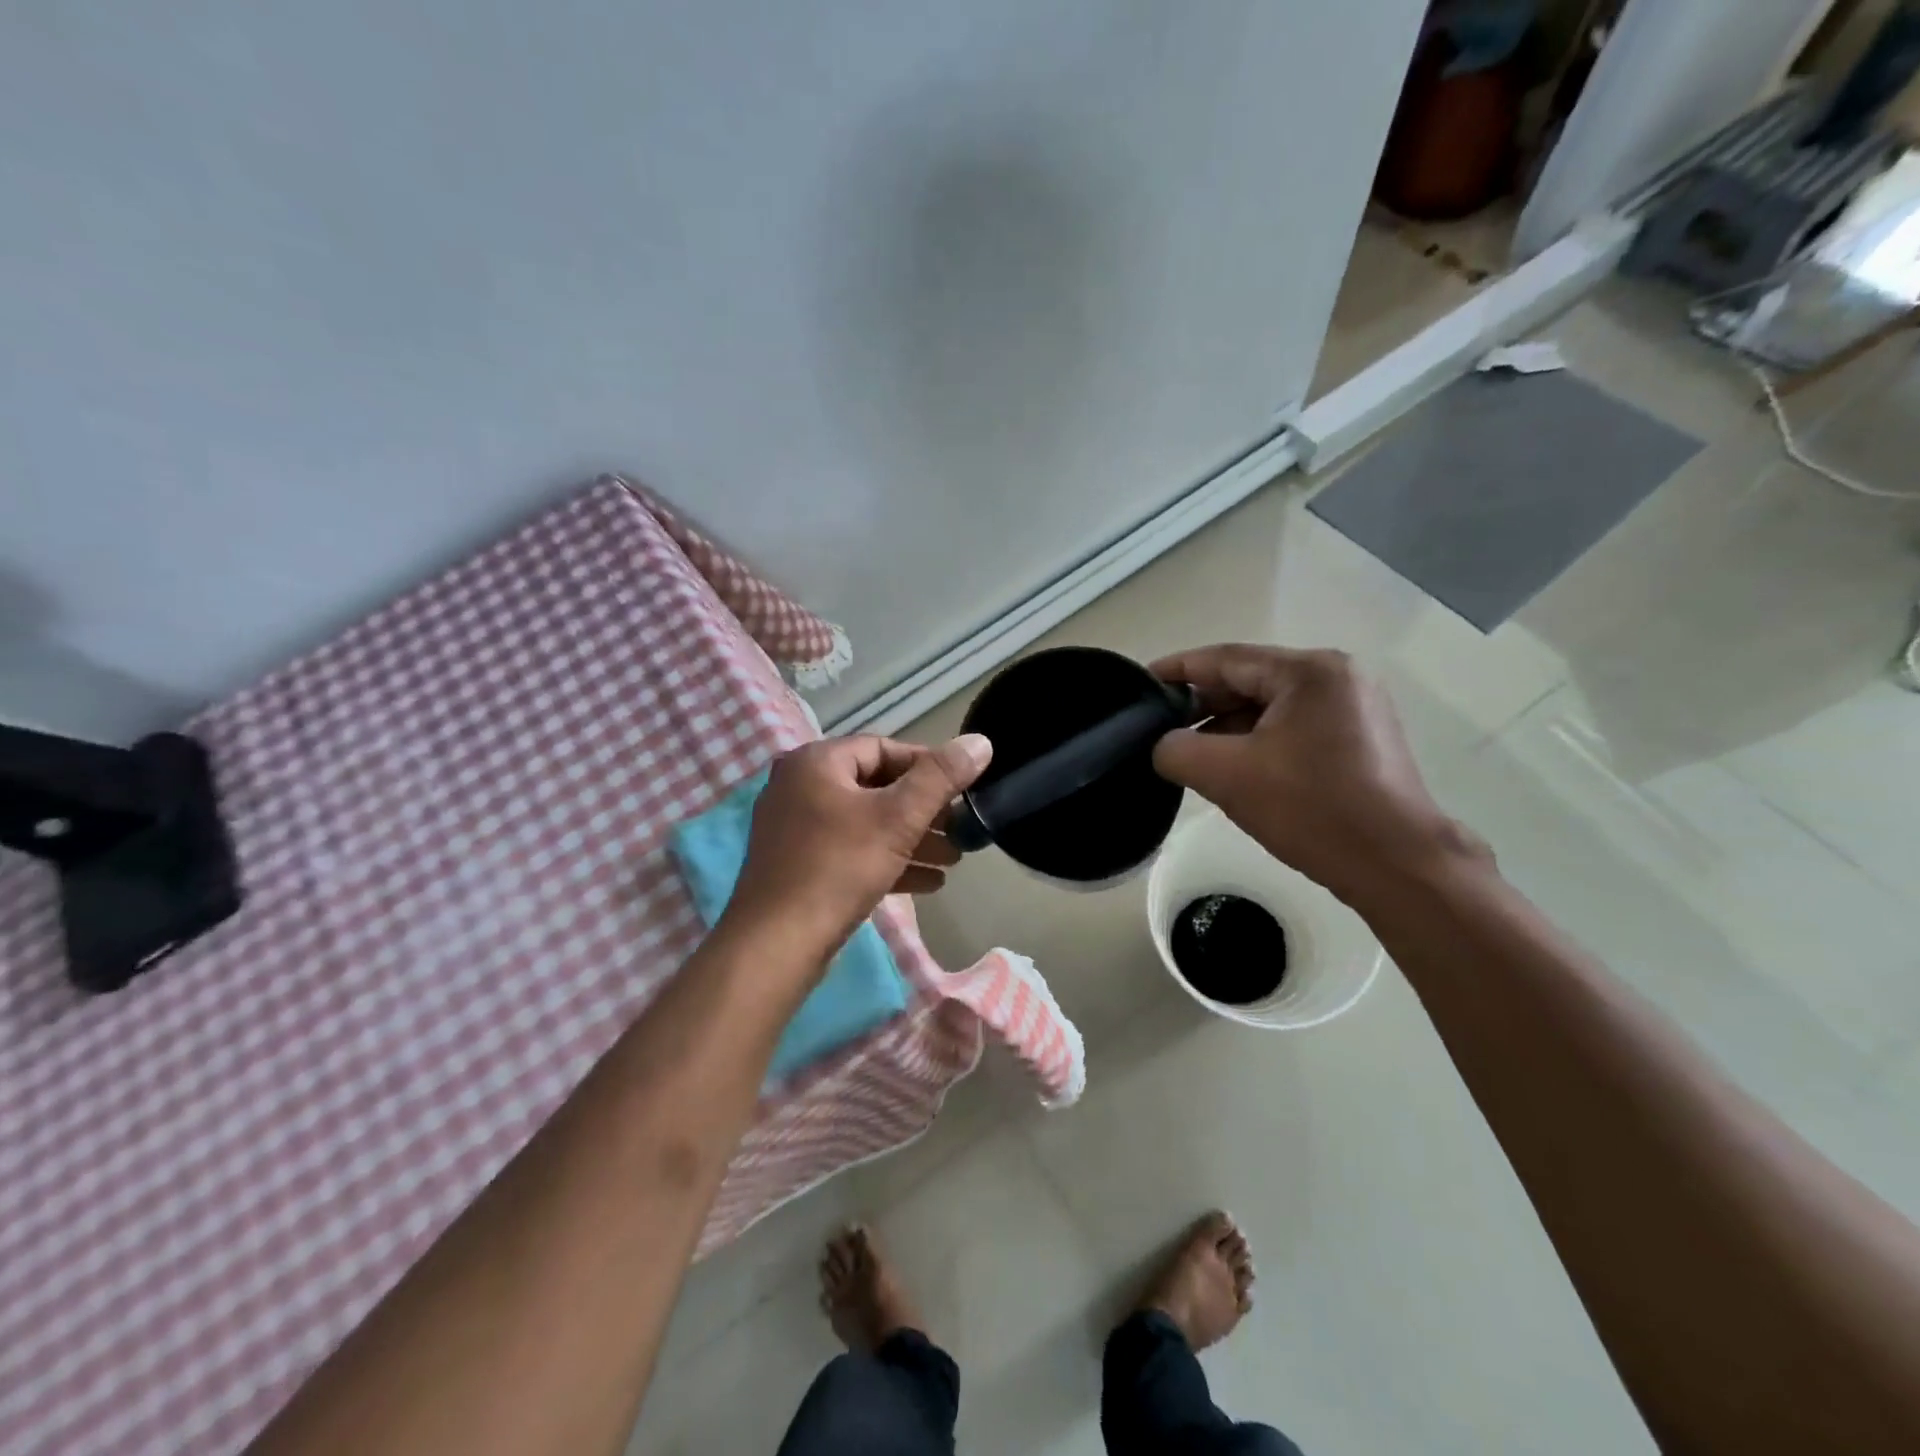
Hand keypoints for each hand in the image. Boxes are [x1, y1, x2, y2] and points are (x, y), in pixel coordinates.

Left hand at [723, 733, 993, 961]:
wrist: (776, 944)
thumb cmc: (839, 867)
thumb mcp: (898, 818)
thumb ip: (940, 777)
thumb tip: (980, 741)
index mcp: (816, 762)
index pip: (883, 748)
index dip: (928, 766)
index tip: (962, 789)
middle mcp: (800, 787)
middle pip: (876, 788)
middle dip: (925, 810)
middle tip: (962, 829)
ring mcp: (796, 829)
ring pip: (867, 824)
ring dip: (912, 839)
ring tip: (954, 859)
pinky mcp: (799, 866)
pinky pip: (851, 852)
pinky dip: (888, 861)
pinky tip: (929, 883)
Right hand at [1150, 644, 1488, 905]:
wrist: (1397, 866)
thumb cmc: (1313, 809)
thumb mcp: (1228, 776)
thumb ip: (1177, 750)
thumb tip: (1164, 745)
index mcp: (1309, 672)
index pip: (1225, 659)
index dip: (1176, 670)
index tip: (1139, 683)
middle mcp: (1337, 678)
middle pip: (1249, 681)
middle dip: (1201, 704)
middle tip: (1157, 727)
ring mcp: (1353, 708)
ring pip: (1269, 707)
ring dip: (1227, 727)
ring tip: (1187, 752)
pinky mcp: (1359, 739)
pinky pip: (1291, 728)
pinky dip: (1256, 742)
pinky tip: (1230, 767)